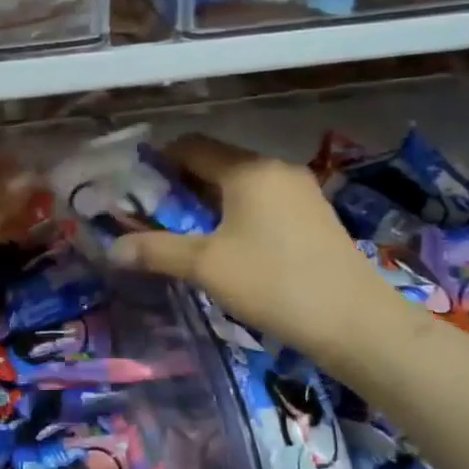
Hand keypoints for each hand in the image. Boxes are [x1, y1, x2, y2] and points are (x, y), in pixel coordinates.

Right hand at [106, 134, 398, 358]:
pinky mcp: (315, 215)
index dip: (159, 161)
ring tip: (187, 233)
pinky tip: (230, 245)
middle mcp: (276, 169)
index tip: (135, 187)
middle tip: (154, 214)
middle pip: (217, 163)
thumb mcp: (206, 266)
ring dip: (210, 201)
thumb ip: (156, 251)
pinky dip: (238, 213)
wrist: (356, 322)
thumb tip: (112, 249)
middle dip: (182, 185)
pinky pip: (264, 201)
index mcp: (248, 169)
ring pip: (241, 184)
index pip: (192, 146)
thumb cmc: (274, 283)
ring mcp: (301, 191)